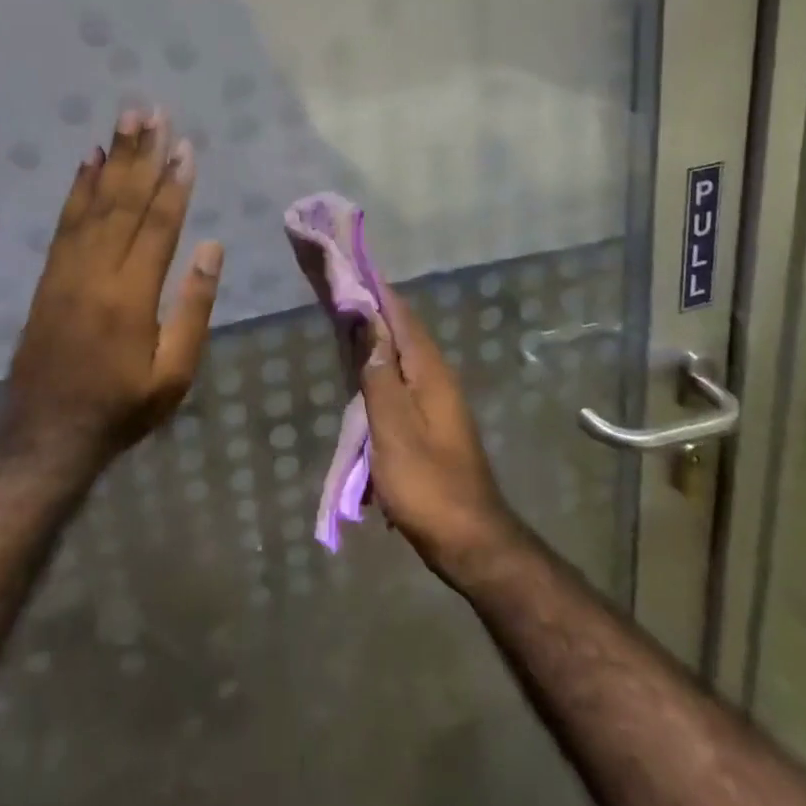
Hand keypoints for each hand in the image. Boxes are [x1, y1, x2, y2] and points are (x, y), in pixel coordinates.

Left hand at [0, 109, 223, 472]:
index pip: (158, 226)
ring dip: (111, 158)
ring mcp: (67, 269)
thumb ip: (193, 308)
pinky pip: (65, 221)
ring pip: (94, 202)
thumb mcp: (174, 373)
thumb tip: (211, 247)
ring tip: (125, 121)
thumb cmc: (121, 406)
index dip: (174, 183)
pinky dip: (77, 187)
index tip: (185, 146)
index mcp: (133, 295)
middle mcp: (98, 270)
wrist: (45, 433)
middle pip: (123, 201)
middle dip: (141, 154)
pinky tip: (87, 161)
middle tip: (152, 111)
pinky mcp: (49, 274)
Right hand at [359, 291, 518, 582]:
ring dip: (373, 340)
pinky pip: (399, 383)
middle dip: (370, 309)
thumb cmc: (428, 483)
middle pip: (399, 332)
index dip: (375, 288)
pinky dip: (377, 371)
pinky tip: (360, 377)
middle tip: (336, 289)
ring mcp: (435, 402)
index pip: (400, 315)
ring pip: (398, 358)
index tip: (349, 263)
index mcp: (429, 371)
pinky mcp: (429, 424)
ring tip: (342, 322)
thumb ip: (379, 373)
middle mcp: (436, 378)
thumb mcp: (394, 427)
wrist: (470, 542)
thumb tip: (368, 320)